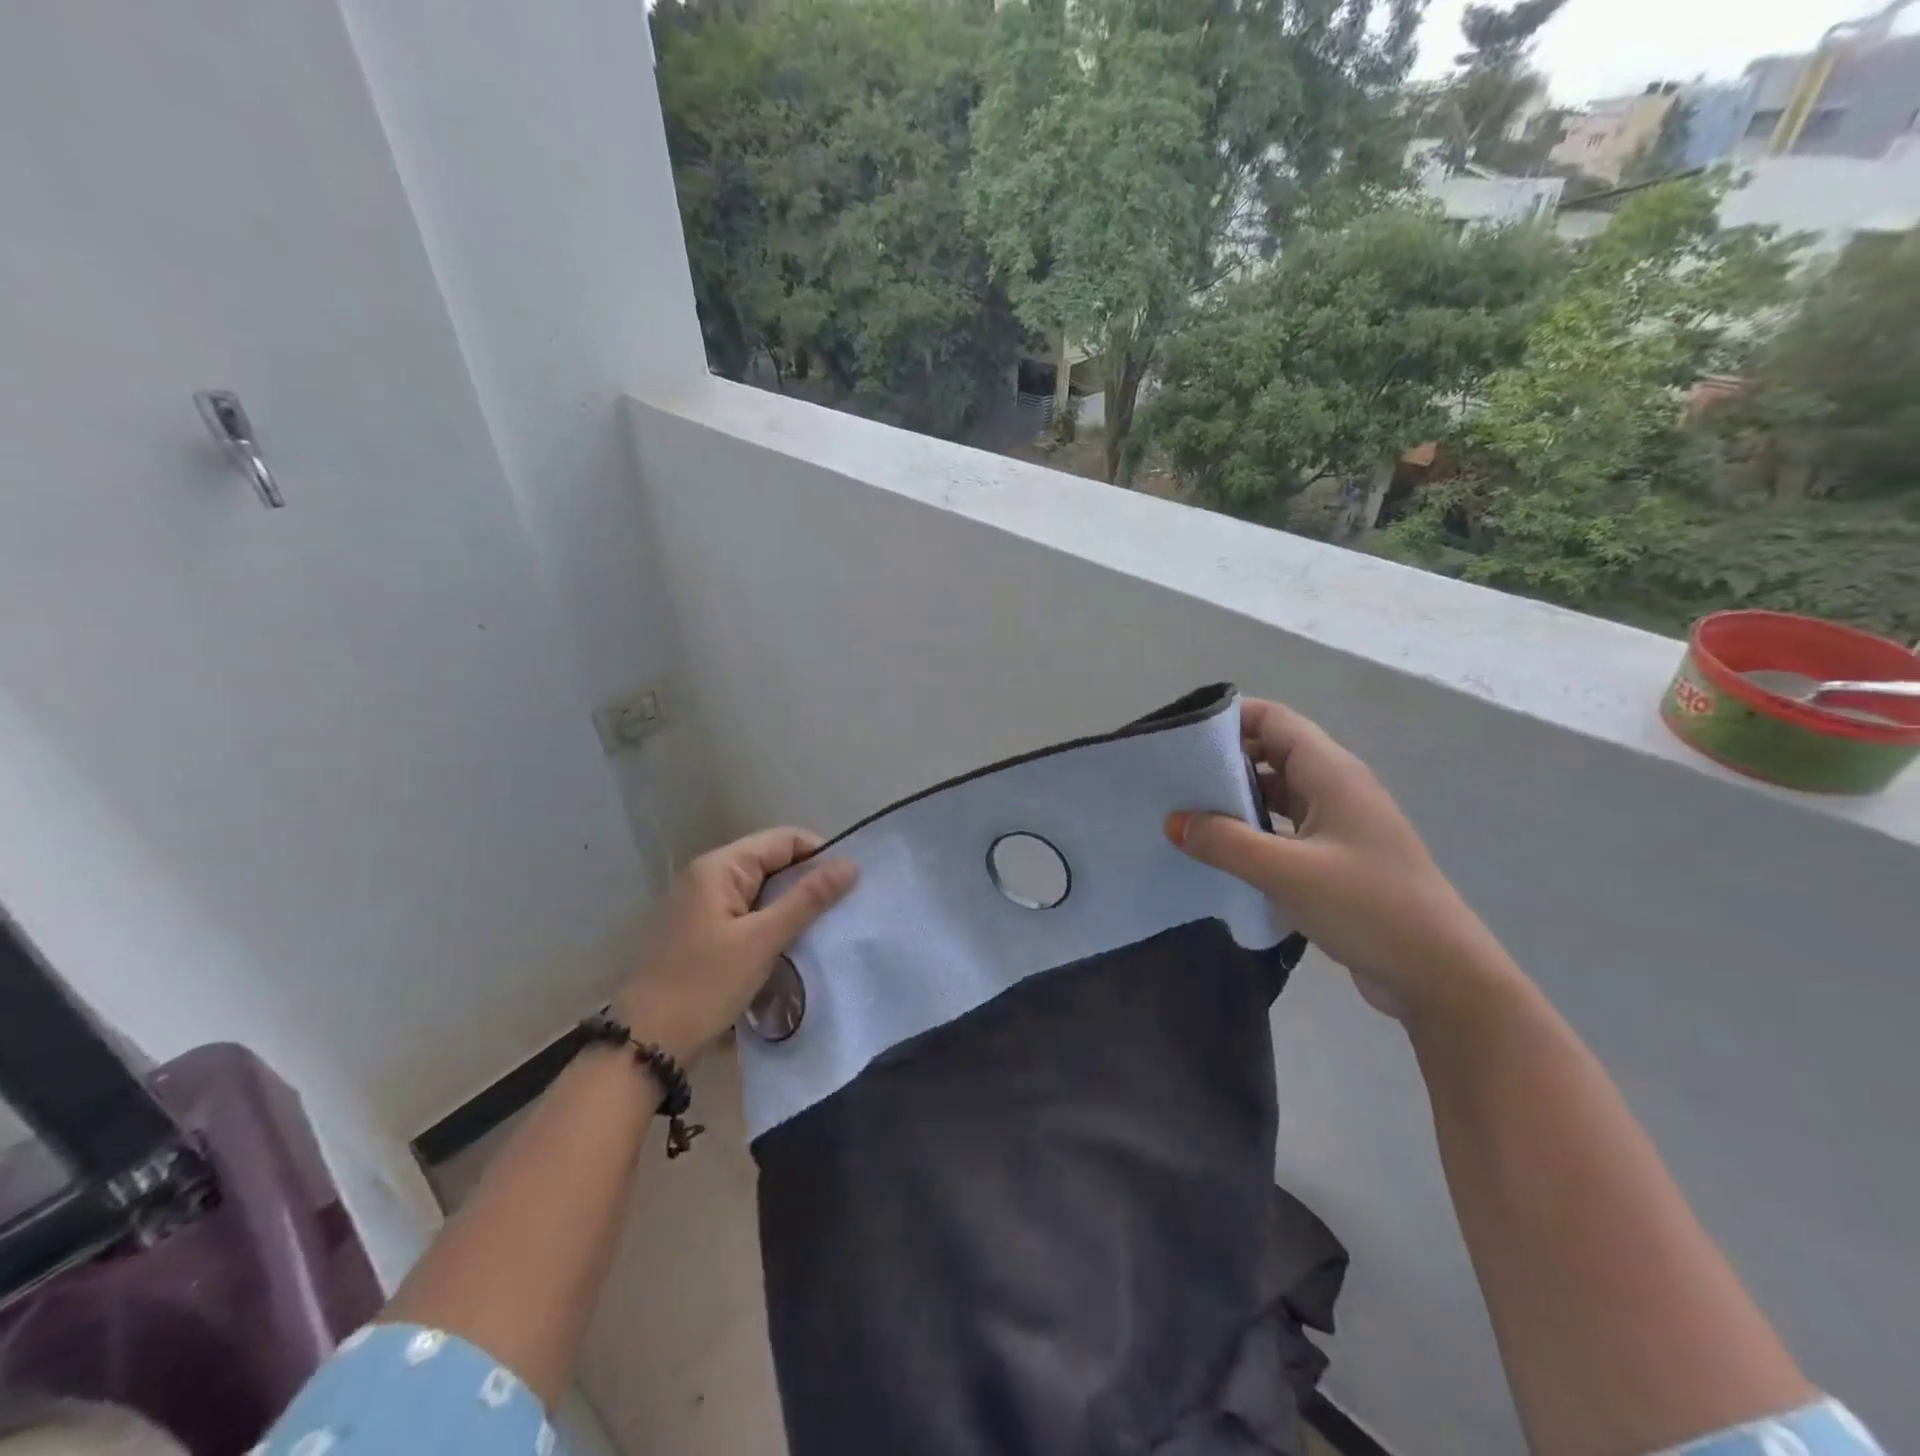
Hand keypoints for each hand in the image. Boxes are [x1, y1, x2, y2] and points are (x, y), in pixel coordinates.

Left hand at [614, 828, 857, 1062]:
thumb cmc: (705, 985)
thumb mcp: (762, 940)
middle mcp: (708, 876)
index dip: (819, 855)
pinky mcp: (702, 932)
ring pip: (761, 890)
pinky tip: (792, 945)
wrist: (646, 1044)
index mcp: (719, 867)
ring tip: (824, 928)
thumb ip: (807, 899)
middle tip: (842, 909)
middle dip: (807, 882)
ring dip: (791, 906)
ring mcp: (702, 905)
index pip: (783, 840)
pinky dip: (771, 923)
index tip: (849, 885)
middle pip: (772, 861)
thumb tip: (850, 864)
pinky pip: (747, 913)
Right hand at [1165, 699, 1508, 1021]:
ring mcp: (1341, 824)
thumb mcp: (1286, 872)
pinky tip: (1223, 851)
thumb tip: (1173, 821)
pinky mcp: (1339, 858)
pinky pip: (1287, 827)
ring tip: (1187, 813)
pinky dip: (1254, 830)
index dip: (1229, 717)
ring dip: (1237, 798)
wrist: (1441, 976)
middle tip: (1174, 778)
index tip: (1181, 737)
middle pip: (1273, 752)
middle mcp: (1337, 788)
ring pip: (1279, 792)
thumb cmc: (1368, 908)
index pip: (1274, 720)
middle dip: (1225, 759)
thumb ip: (1224, 842)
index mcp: (1332, 773)